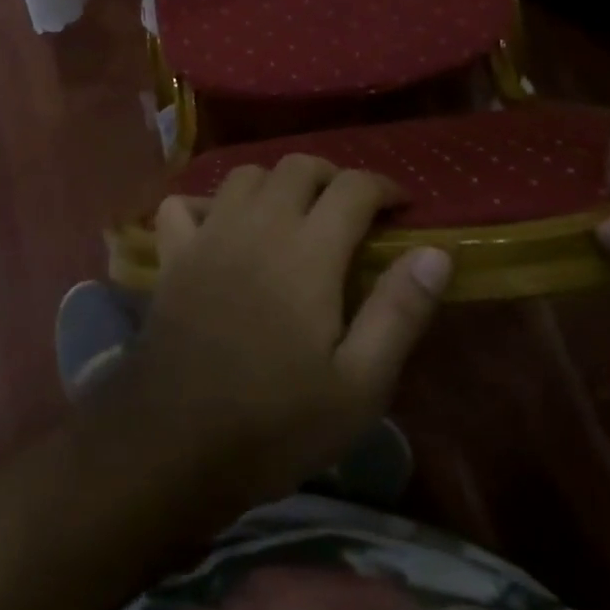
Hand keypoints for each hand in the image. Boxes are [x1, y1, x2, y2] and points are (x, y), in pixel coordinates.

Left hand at [111, 155, 453, 505]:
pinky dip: (207, 205)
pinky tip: (221, 228)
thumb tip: (436, 252)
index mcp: (308, 251)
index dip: (383, 187)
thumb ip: (399, 311)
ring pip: (246, 175)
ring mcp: (210, 234)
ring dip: (276, 183)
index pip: (353, 187)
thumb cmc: (277, 421)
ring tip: (293, 215)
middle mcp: (259, 224)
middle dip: (332, 176)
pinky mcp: (173, 253)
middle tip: (350, 211)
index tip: (401, 206)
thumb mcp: (359, 385)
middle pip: (298, 166)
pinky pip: (185, 204)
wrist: (176, 443)